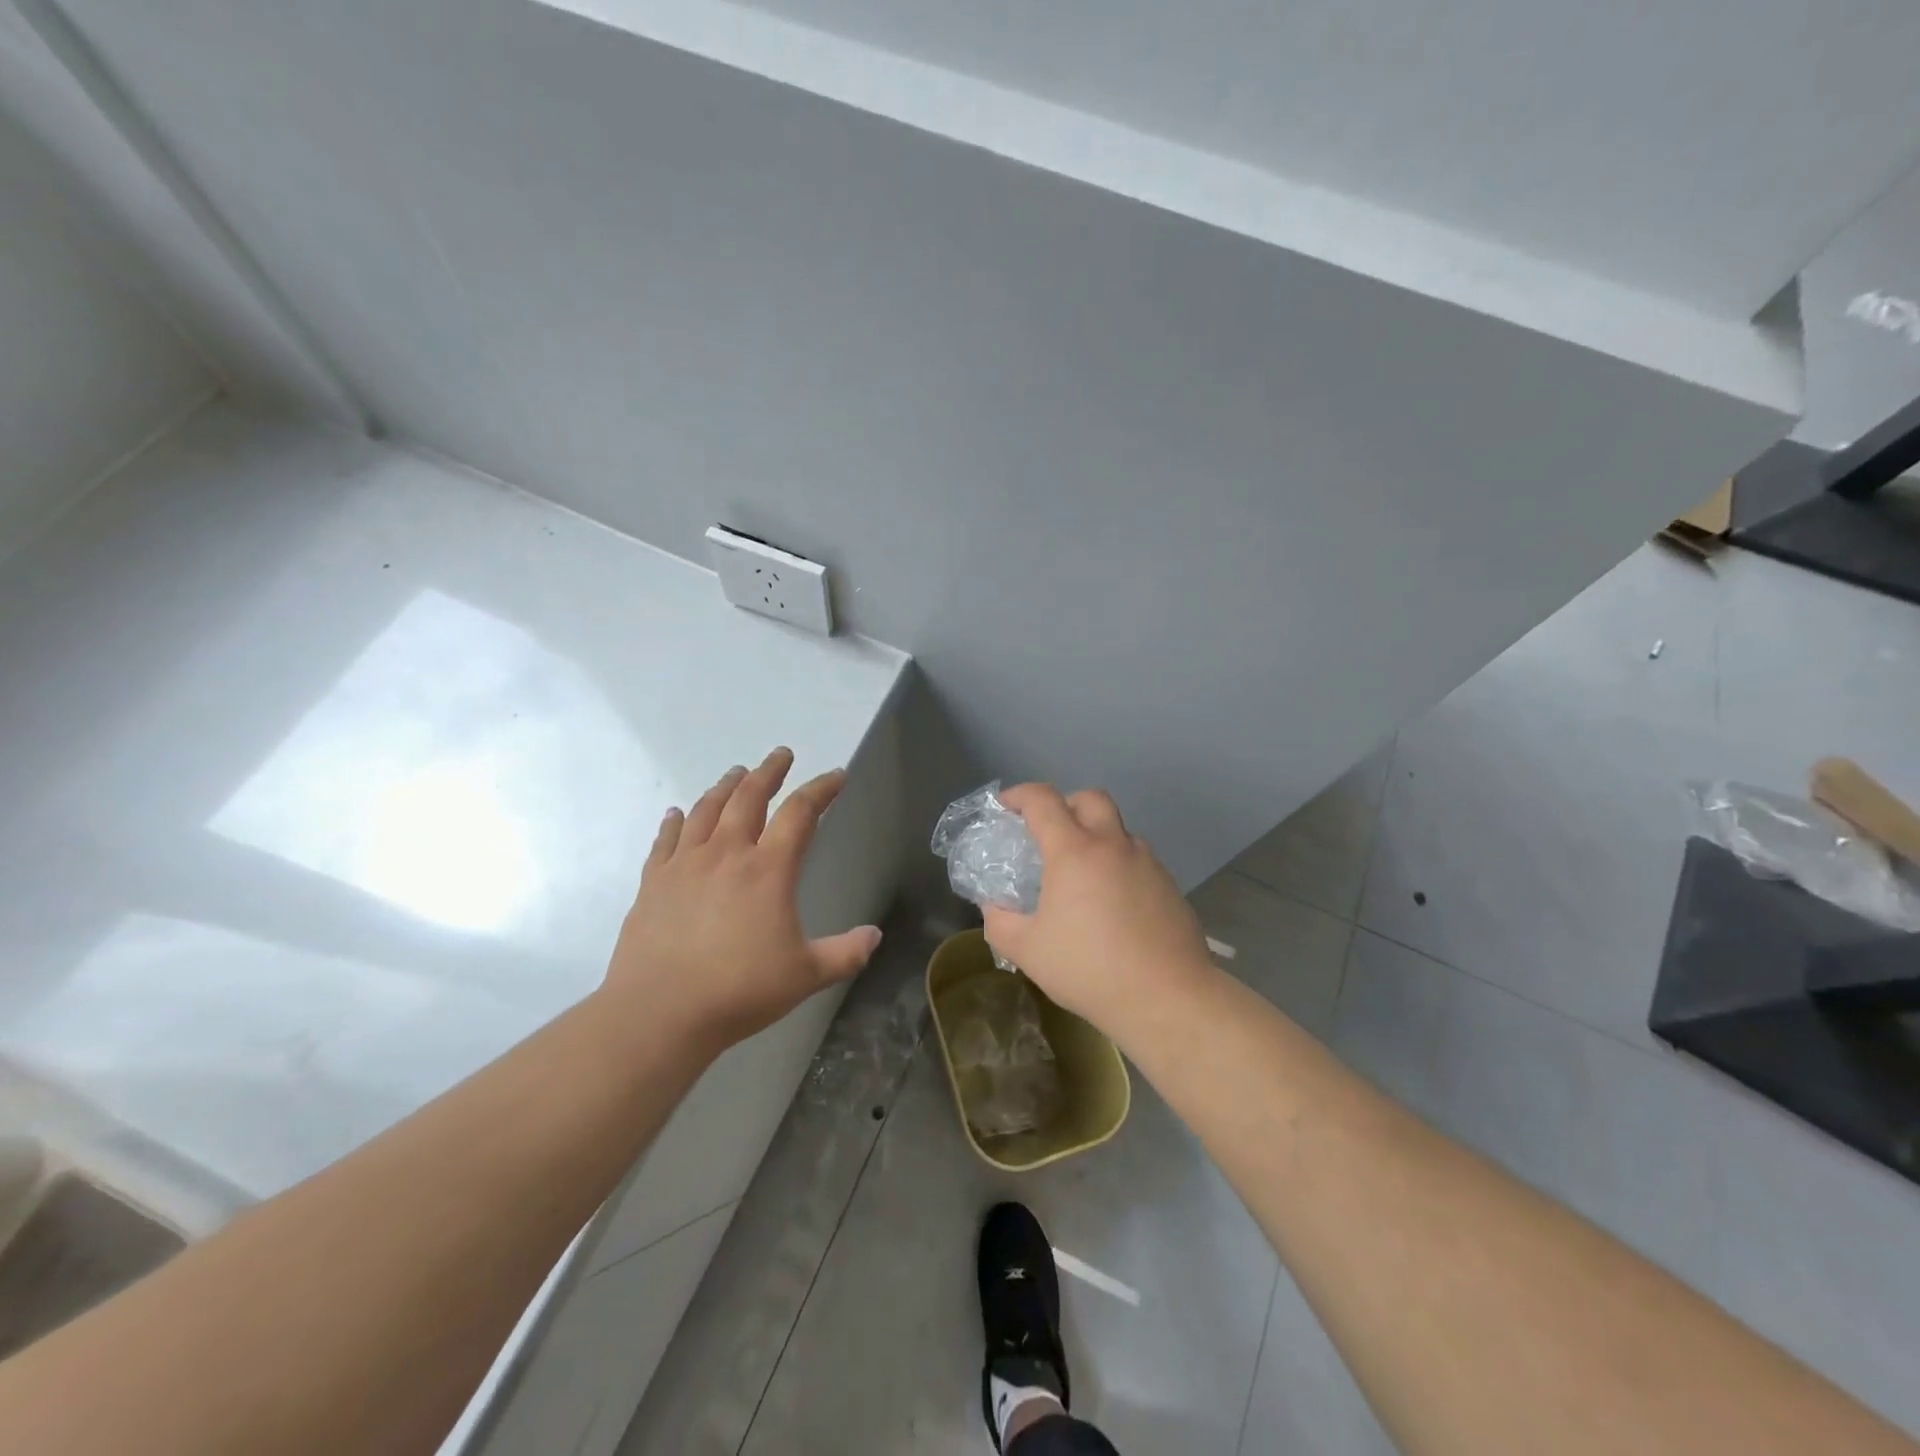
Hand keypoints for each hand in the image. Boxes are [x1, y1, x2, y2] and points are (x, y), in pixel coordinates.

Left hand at [600, 748, 881, 1054]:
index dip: (821, 789)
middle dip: (769, 772)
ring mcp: (684, 865)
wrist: (659, 1013)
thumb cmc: (739, 990)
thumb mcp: (806, 975)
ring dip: (725, 787)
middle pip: (748, 798)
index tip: (836, 776)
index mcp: (768, 870)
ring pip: (706, 810)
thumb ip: (845, 953)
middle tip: (781, 755)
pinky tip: (677, 813)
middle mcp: (726, 854)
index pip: (800, 814)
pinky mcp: (653, 882)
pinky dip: (674, 822)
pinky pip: (666, 840)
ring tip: (736, 774)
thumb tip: (875, 936)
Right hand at [981, 784, 1214, 1041]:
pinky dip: (1119, 867)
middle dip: (1066, 804)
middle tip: (1050, 833)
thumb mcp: (1027, 950)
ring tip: (1082, 877)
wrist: (1167, 997)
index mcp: (1074, 851)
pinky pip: (1138, 861)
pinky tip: (1113, 906)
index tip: (1005, 806)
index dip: (1020, 795)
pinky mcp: (1170, 886)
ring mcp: (1147, 863)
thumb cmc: (1089, 969)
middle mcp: (1113, 845)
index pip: (1043, 801)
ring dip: (1097, 838)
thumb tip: (993, 906)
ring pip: (1119, 831)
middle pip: (1091, 798)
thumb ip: (1000, 921)